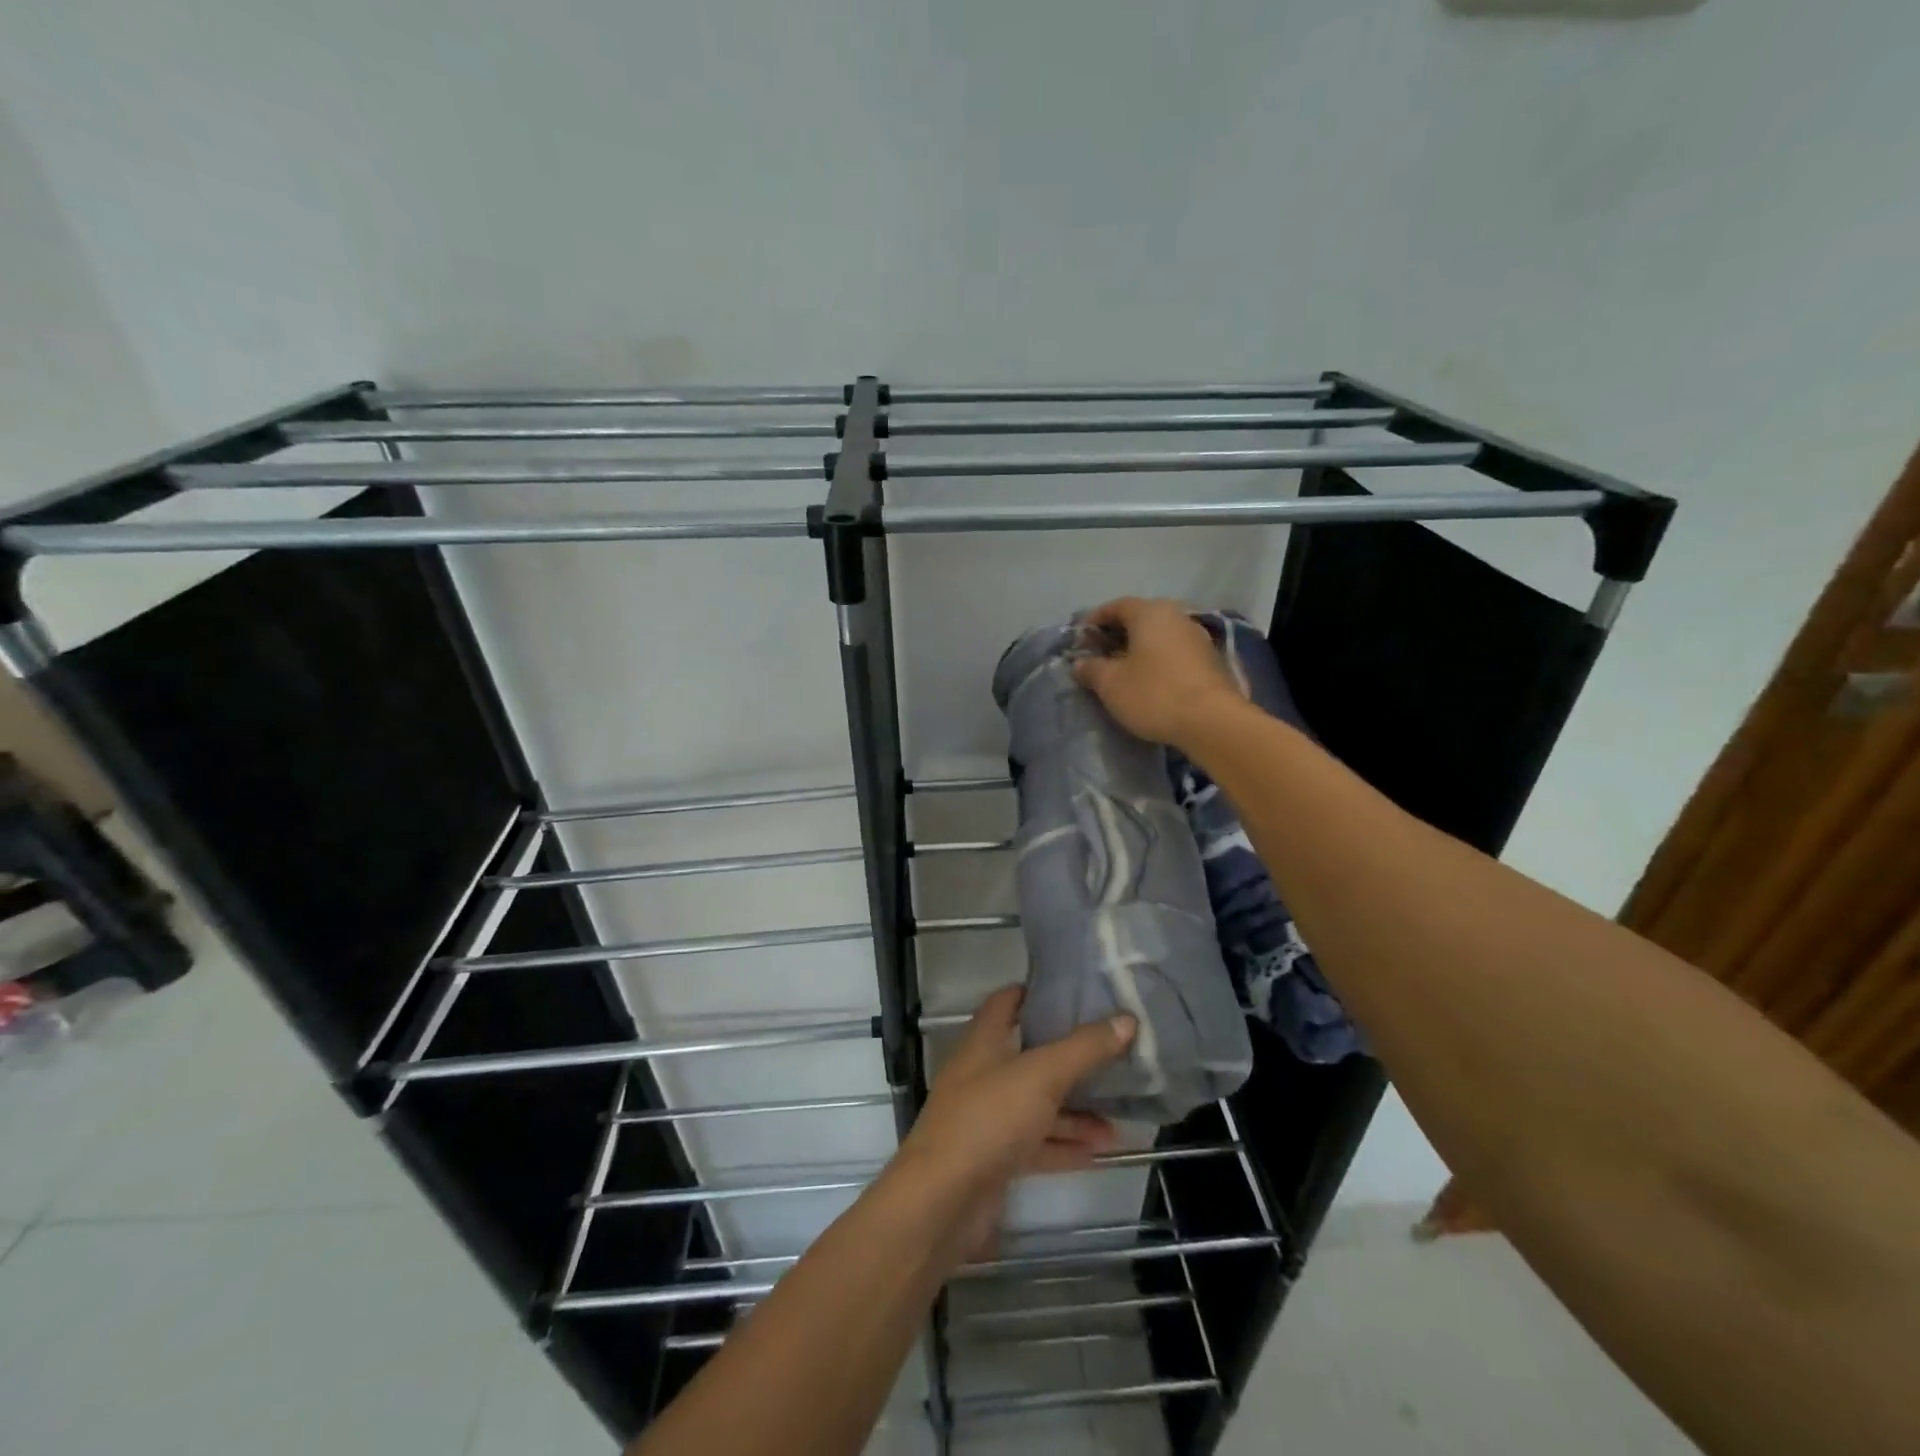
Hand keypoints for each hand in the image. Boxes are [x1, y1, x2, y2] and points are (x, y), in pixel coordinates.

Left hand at [891, 987, 1135, 1260]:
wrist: (942, 1201)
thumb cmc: (988, 1119)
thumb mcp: (1042, 1076)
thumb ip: (1084, 1049)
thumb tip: (1127, 1020)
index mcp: (983, 1042)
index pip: (1005, 1003)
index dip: (1034, 993)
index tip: (1071, 992)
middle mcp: (982, 1074)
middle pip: (1029, 1056)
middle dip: (1068, 1059)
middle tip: (1110, 1057)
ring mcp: (986, 1118)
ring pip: (1037, 1105)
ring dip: (1074, 1111)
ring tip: (1118, 1119)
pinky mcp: (993, 1159)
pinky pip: (1036, 1144)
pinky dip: (1064, 1146)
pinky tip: (1099, 1152)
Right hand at [1073, 597, 1244, 750]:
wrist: (1212, 721)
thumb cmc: (1154, 694)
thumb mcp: (1111, 684)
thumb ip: (1091, 669)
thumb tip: (1080, 663)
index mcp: (1149, 613)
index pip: (1116, 606)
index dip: (1095, 620)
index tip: (1080, 638)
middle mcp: (1176, 616)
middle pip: (1140, 618)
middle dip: (1117, 633)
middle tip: (1099, 653)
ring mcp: (1197, 636)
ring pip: (1160, 635)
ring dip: (1139, 647)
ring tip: (1123, 669)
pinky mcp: (1210, 659)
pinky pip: (1175, 651)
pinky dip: (1158, 659)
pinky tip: (1150, 679)